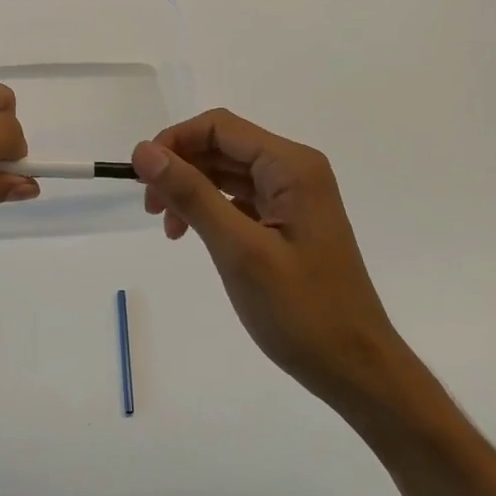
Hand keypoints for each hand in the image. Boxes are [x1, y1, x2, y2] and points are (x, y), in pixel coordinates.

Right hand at [133, 109, 417, 417]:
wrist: (354, 367)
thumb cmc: (301, 311)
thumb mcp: (239, 250)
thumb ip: (192, 194)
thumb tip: (144, 151)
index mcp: (291, 166)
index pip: (219, 127)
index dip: (174, 141)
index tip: (141, 178)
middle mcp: (295, 171)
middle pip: (223, 146)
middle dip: (181, 168)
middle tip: (151, 210)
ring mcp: (294, 197)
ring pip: (228, 173)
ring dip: (192, 190)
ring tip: (170, 229)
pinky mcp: (289, 223)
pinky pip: (241, 200)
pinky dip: (211, 210)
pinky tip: (194, 235)